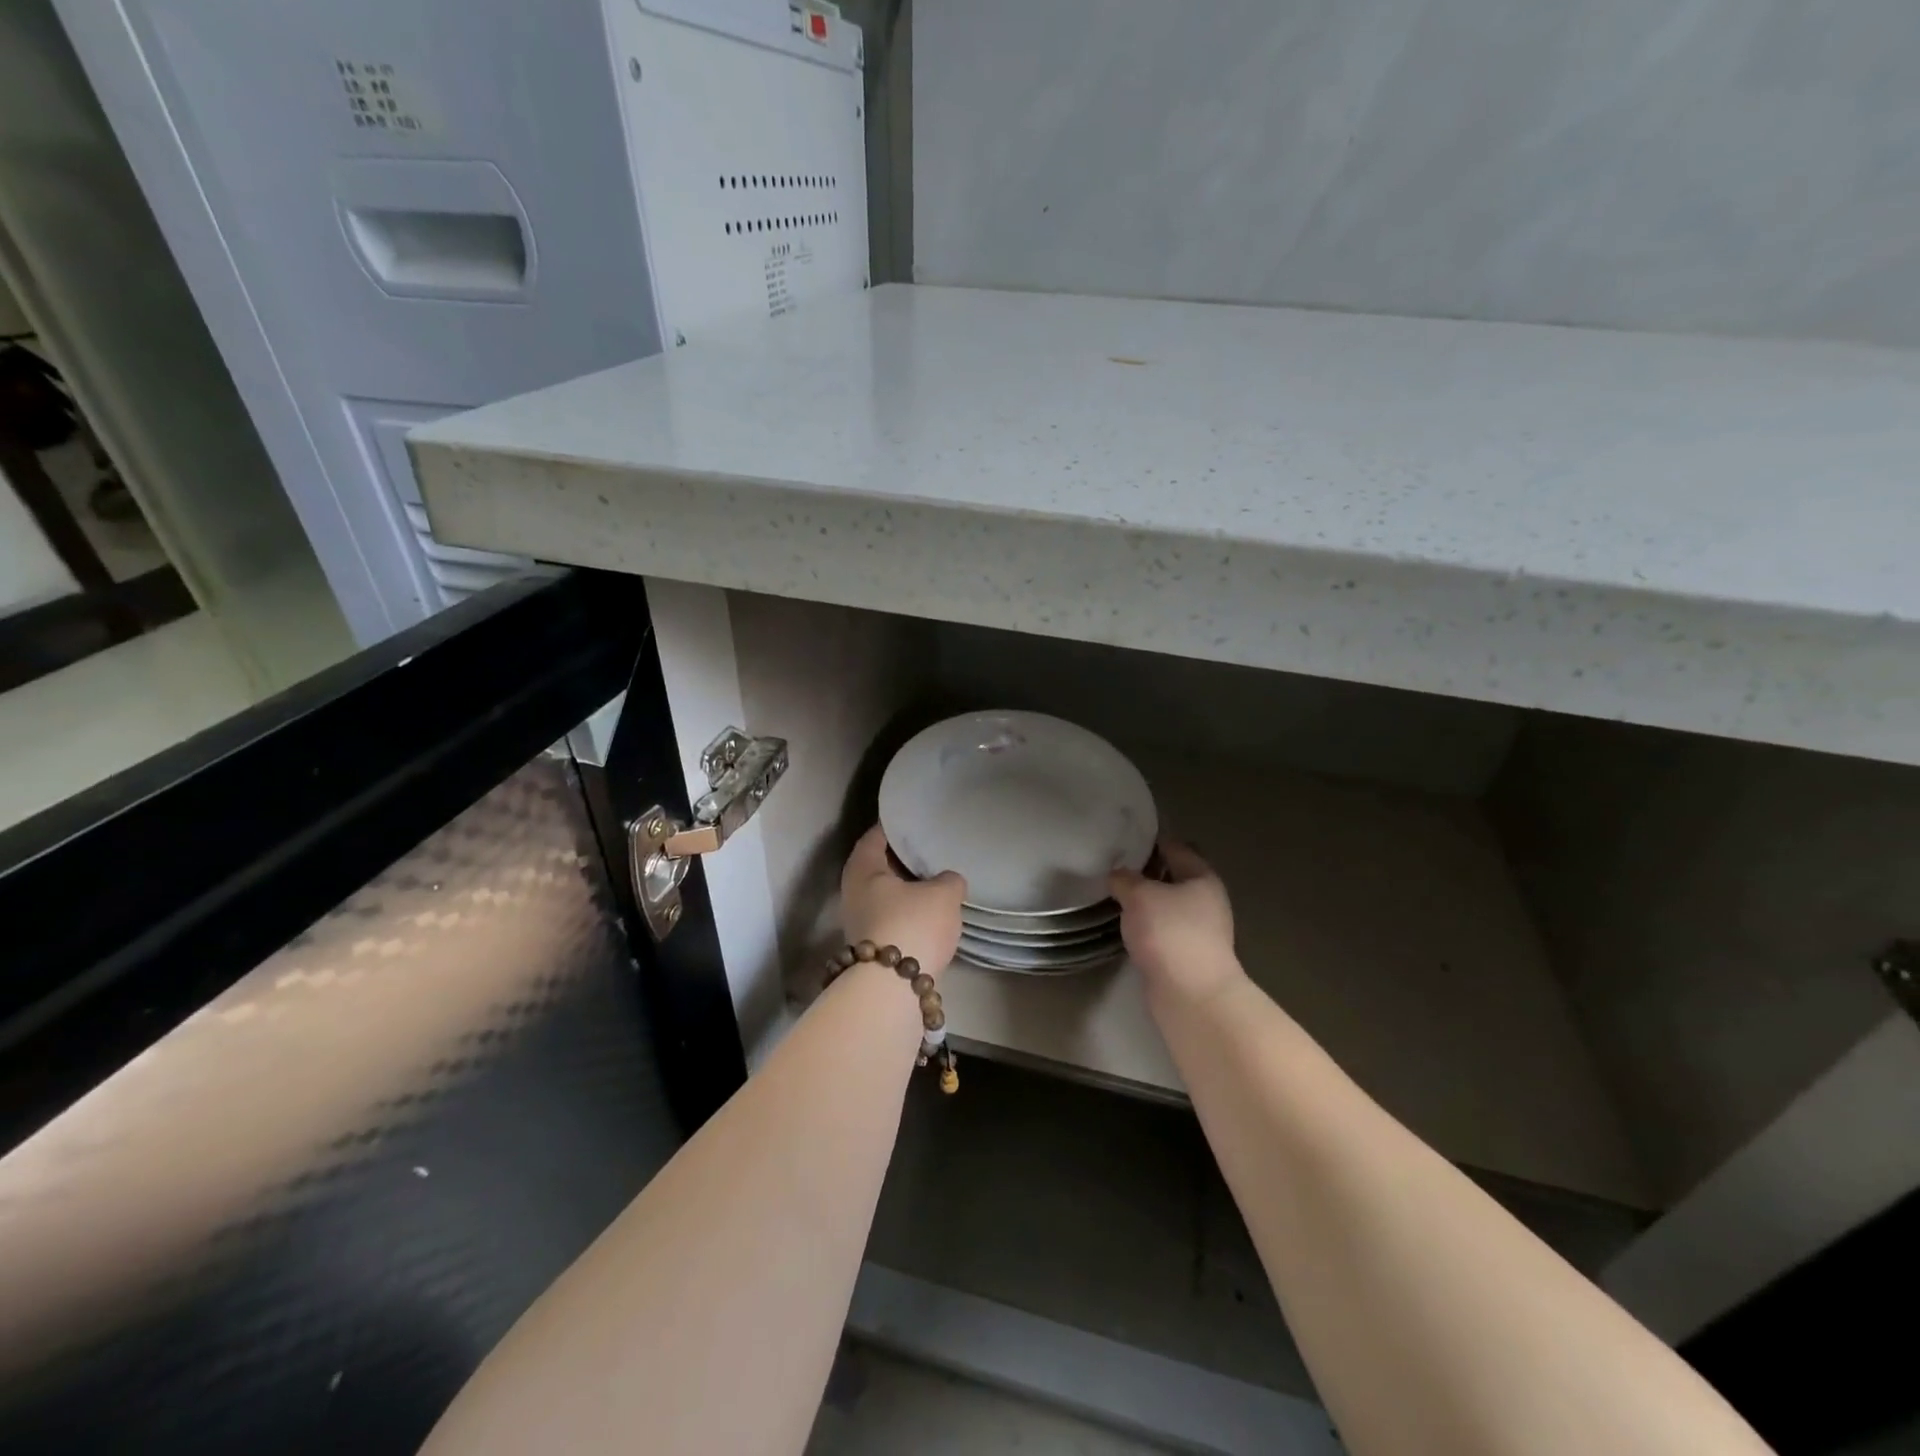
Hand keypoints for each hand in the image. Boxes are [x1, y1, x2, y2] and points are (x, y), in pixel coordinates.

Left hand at [840, 825, 965, 975]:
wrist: (893, 988)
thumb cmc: (913, 925)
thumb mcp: (943, 894)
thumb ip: (949, 879)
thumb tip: (948, 880)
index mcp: (862, 869)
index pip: (874, 836)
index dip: (893, 826)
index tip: (911, 819)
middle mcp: (853, 893)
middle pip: (878, 867)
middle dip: (902, 860)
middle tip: (929, 849)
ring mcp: (859, 923)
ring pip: (885, 896)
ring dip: (906, 889)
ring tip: (936, 881)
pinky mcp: (872, 948)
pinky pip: (892, 918)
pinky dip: (908, 912)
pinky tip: (931, 913)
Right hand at [1110, 839, 1242, 1003]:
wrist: (1192, 995)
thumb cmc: (1170, 933)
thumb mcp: (1139, 895)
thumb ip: (1125, 879)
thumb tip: (1118, 875)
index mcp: (1202, 877)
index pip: (1177, 847)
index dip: (1152, 841)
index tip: (1125, 840)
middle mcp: (1206, 901)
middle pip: (1174, 877)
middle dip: (1146, 873)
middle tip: (1114, 869)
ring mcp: (1200, 931)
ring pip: (1168, 906)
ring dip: (1146, 903)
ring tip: (1115, 898)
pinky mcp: (1188, 956)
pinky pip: (1164, 931)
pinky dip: (1147, 927)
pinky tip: (1126, 928)